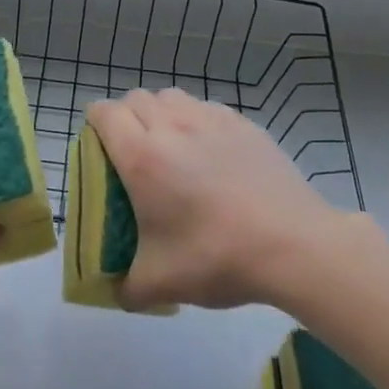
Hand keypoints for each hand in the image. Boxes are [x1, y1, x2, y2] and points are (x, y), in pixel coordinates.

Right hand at [88, 88, 364, 311]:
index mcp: (141, 156)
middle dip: (126, 118)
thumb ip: (127, 289)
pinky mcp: (244, 124)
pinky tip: (211, 152)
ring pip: (172, 97)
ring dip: (161, 113)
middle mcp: (171, 126)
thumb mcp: (161, 283)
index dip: (95, 124)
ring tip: (172, 146)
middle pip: (136, 99)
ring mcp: (211, 120)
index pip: (104, 113)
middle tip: (134, 154)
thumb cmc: (216, 256)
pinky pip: (207, 108)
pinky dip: (197, 120)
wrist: (294, 245)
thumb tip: (116, 292)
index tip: (100, 149)